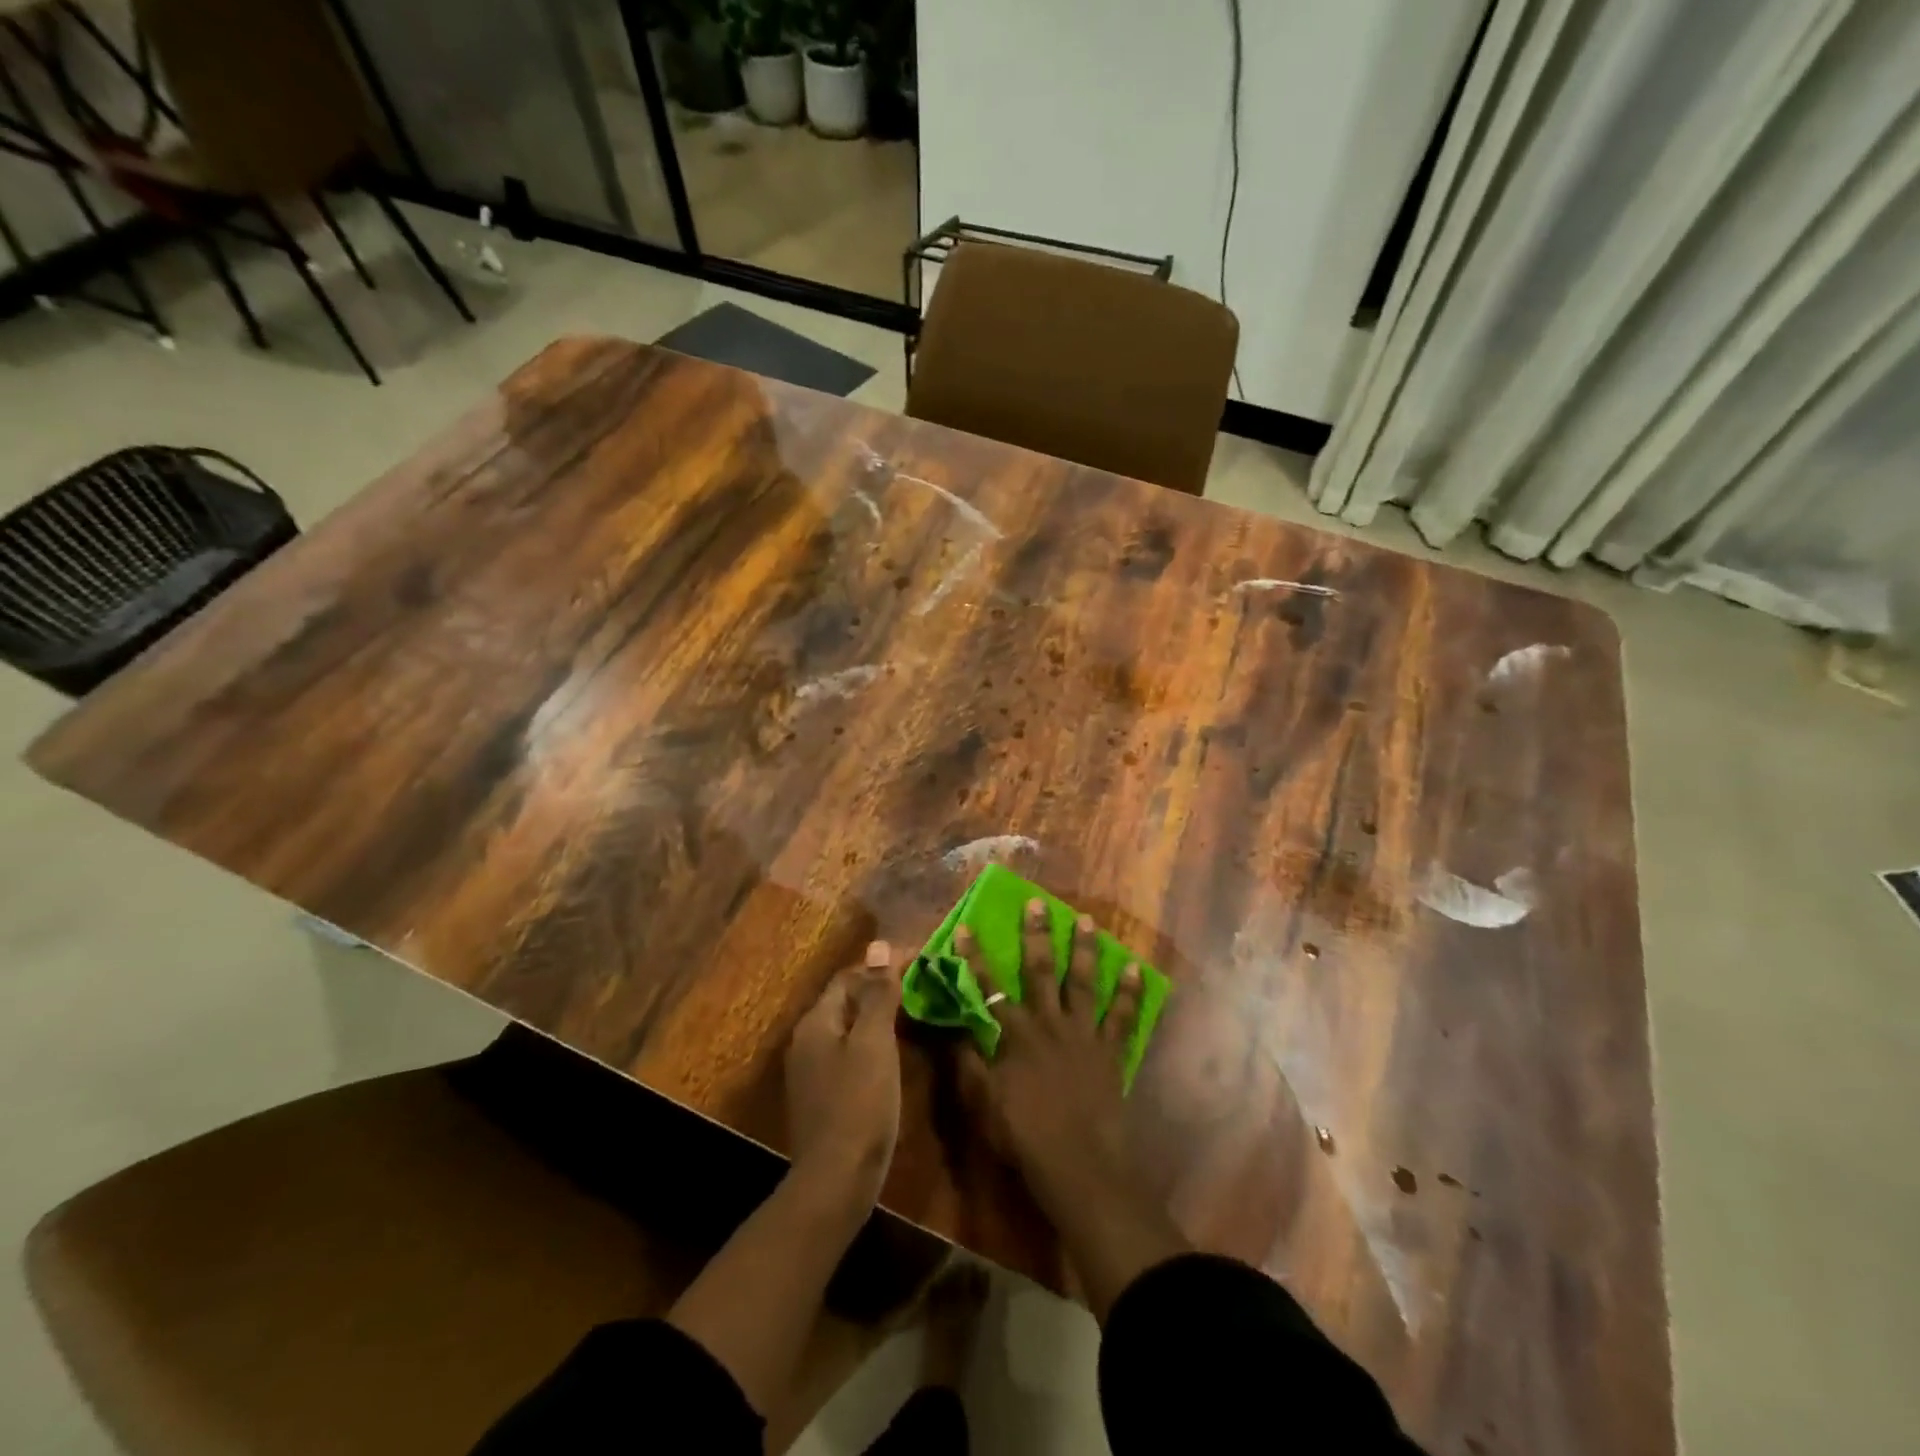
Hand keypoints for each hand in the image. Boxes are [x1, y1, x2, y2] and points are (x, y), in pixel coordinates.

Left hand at [785, 940, 901, 1209]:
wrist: (835, 1181)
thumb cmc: (859, 1105)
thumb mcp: (875, 1043)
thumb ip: (877, 994)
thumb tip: (879, 944)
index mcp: (817, 1022)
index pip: (849, 976)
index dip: (883, 965)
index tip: (920, 960)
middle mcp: (807, 1040)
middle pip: (846, 1000)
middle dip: (881, 989)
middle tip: (921, 985)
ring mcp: (811, 1070)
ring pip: (848, 1027)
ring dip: (878, 1016)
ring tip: (915, 1013)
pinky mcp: (821, 1095)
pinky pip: (848, 1053)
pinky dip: (872, 1043)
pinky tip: (894, 1053)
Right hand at [958, 901, 1185, 1322]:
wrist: (1081, 1167)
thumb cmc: (1025, 1138)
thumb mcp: (983, 1103)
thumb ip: (967, 1062)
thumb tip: (953, 1026)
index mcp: (1016, 1035)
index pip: (989, 986)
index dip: (974, 956)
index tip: (965, 925)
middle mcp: (1049, 1024)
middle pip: (1040, 970)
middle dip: (1036, 934)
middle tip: (1038, 903)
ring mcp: (1084, 1035)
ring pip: (1082, 983)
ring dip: (1084, 950)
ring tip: (1088, 922)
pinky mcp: (1110, 1052)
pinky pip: (1123, 1016)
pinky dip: (1130, 992)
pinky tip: (1136, 969)